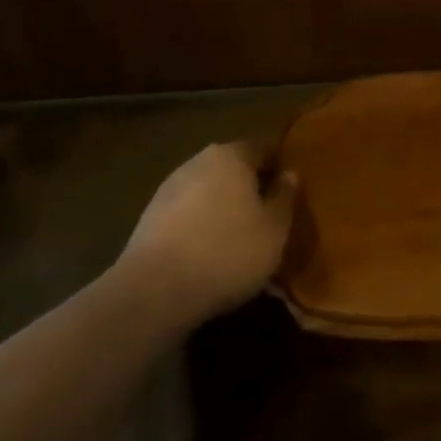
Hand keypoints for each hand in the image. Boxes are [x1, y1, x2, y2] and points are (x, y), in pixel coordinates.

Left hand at [121, 143, 295, 321]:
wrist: (154, 292)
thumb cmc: (228, 252)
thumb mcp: (274, 229)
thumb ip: (285, 197)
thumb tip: (288, 175)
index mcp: (231, 155)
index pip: (264, 148)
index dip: (280, 167)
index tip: (292, 189)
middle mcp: (197, 162)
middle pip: (233, 168)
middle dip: (250, 188)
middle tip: (269, 215)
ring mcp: (168, 190)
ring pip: (208, 192)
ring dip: (224, 208)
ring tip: (240, 239)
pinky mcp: (148, 219)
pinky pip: (187, 215)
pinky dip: (201, 226)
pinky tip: (210, 254)